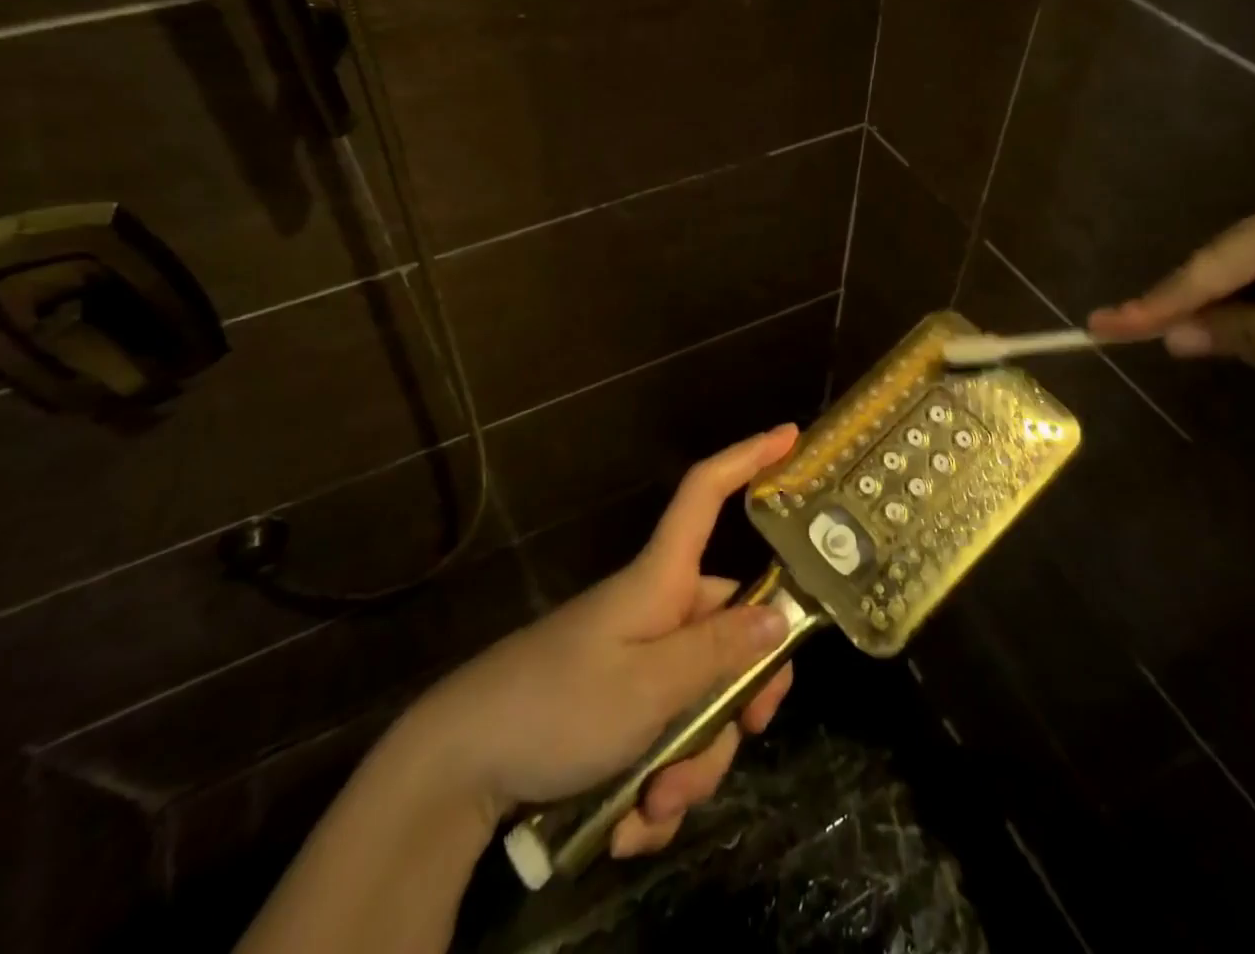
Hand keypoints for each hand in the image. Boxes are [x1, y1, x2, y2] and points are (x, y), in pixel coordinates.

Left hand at [406, 425, 800, 856]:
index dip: (747, 459)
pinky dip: (660, 784)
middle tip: (738, 741)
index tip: (792, 435)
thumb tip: (781, 619)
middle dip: (738, 700)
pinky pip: (671, 742)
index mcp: (663, 580)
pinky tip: (629, 819)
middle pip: (731, 630)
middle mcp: (660, 613)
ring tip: (653, 802)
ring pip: (705, 701)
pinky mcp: (623, 710)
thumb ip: (718, 653)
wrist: (462, 767)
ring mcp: (642, 664)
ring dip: (692, 763)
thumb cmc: (558, 704)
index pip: (706, 494)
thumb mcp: (647, 686)